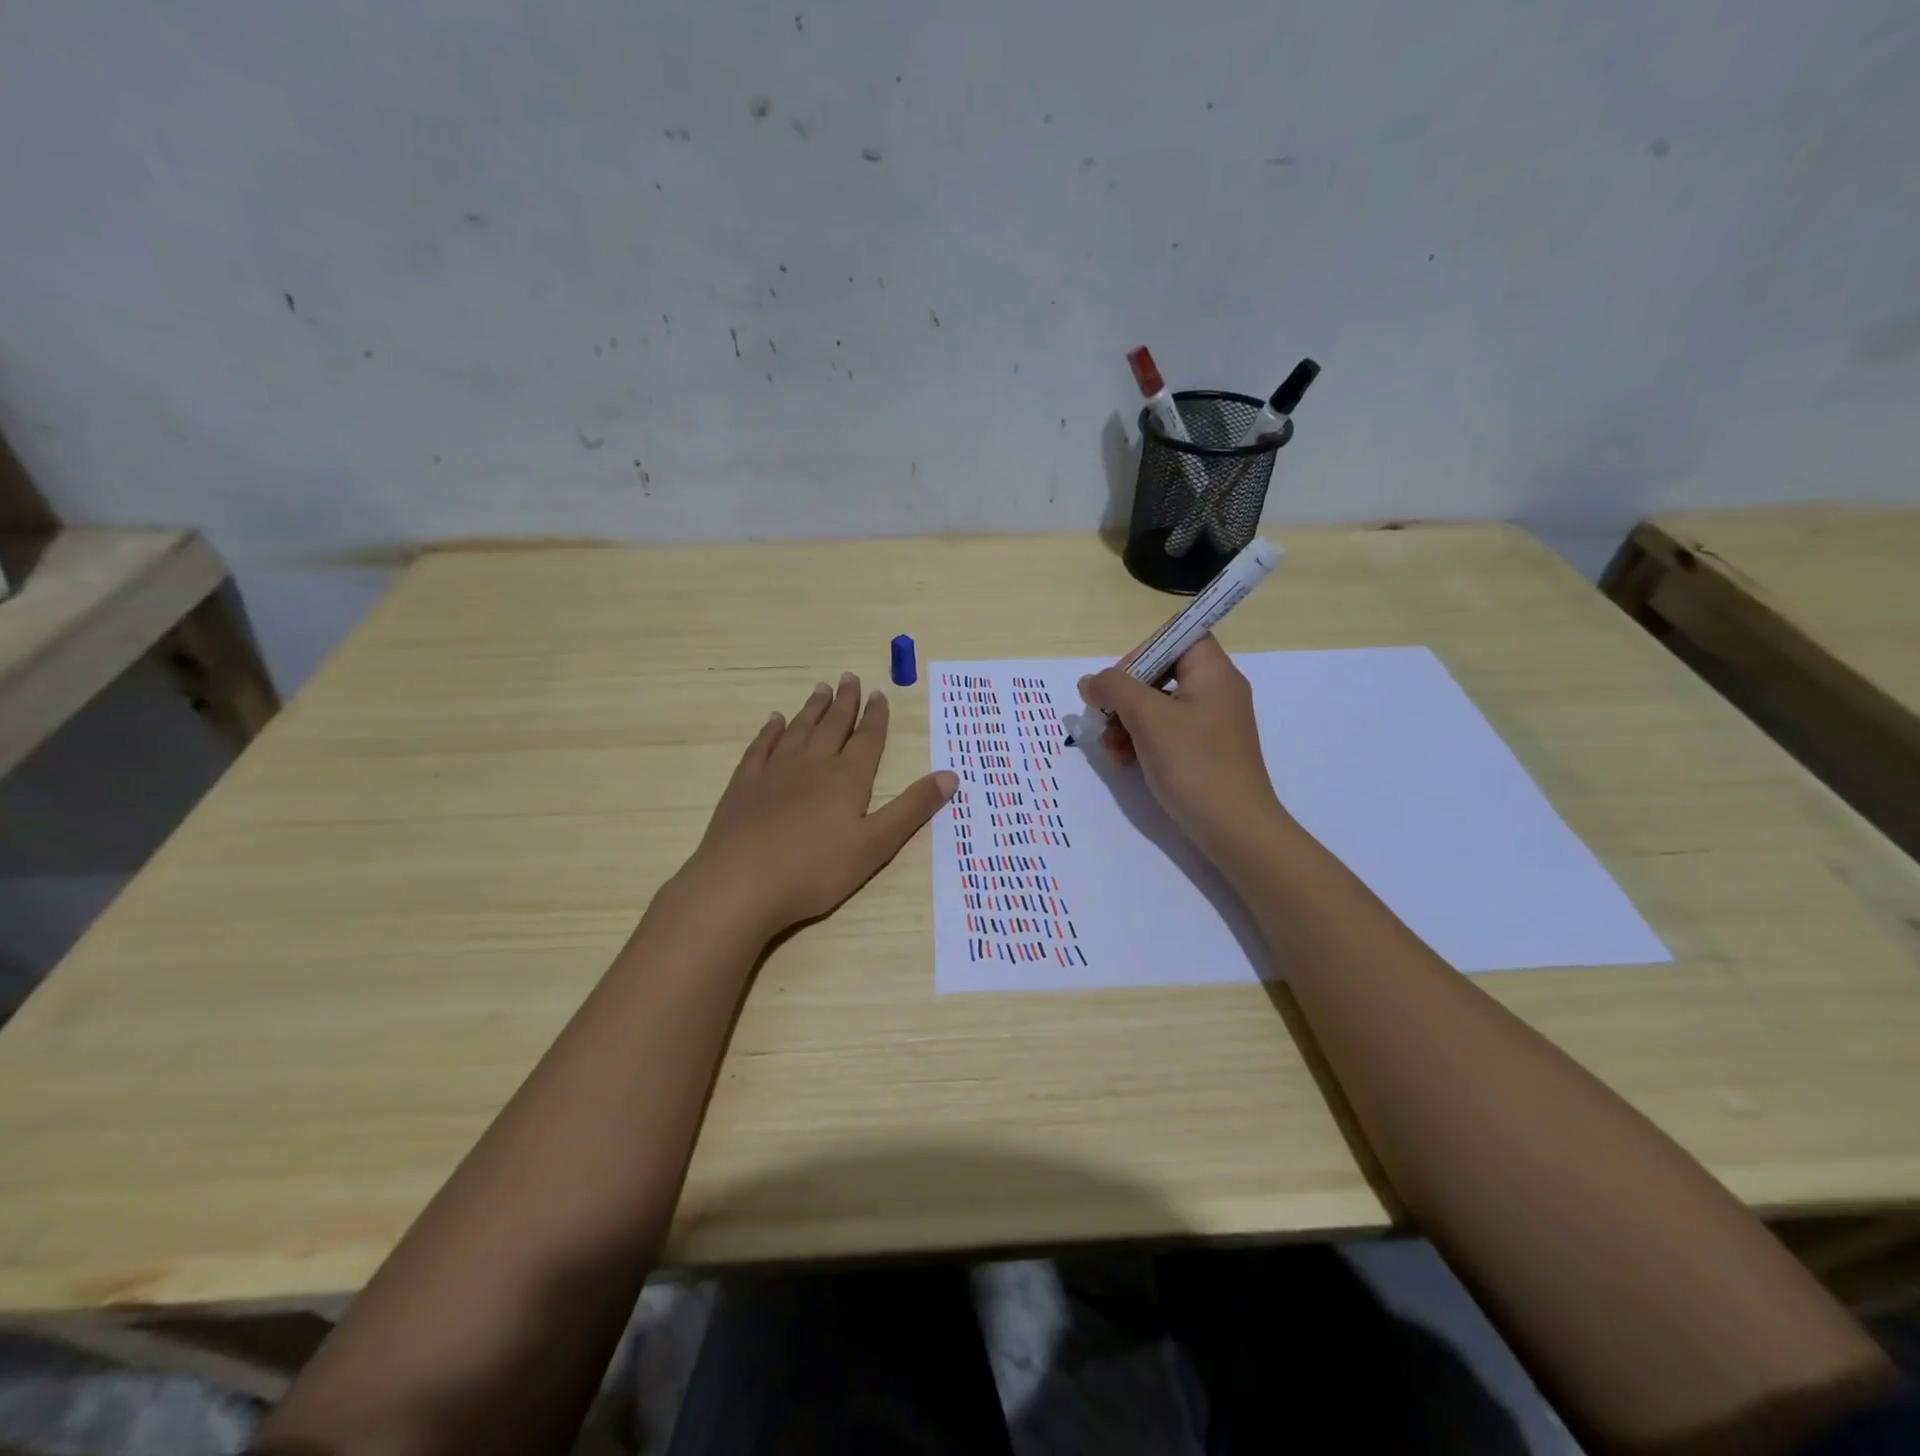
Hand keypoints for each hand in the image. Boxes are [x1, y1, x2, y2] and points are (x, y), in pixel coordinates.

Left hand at [680, 674, 956, 937]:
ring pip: (798, 730)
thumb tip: (950, 774)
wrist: (740, 884)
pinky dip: (771, 731)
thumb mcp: (875, 845)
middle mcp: (812, 764)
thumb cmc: (815, 870)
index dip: (875, 716)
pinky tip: (774, 721)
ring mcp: (774, 771)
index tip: (879, 693)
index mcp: (847, 778)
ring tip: (820, 689)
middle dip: (845, 702)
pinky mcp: (744, 784)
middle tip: (849, 677)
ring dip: (812, 709)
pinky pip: (761, 747)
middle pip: (833, 725)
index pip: (867, 739)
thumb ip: (912, 808)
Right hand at [1080, 634, 1288, 861]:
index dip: (1143, 651)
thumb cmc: (1193, 762)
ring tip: (1108, 747)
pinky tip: (1123, 761)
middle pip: (1163, 672)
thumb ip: (1114, 689)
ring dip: (1127, 720)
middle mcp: (1217, 690)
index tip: (1119, 681)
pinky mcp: (1205, 750)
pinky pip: (1168, 731)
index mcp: (1213, 672)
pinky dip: (1142, 740)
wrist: (1234, 827)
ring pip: (1160, 705)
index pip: (1177, 636)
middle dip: (1126, 694)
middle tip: (1104, 715)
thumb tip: (1090, 681)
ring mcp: (1212, 722)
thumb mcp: (1148, 718)